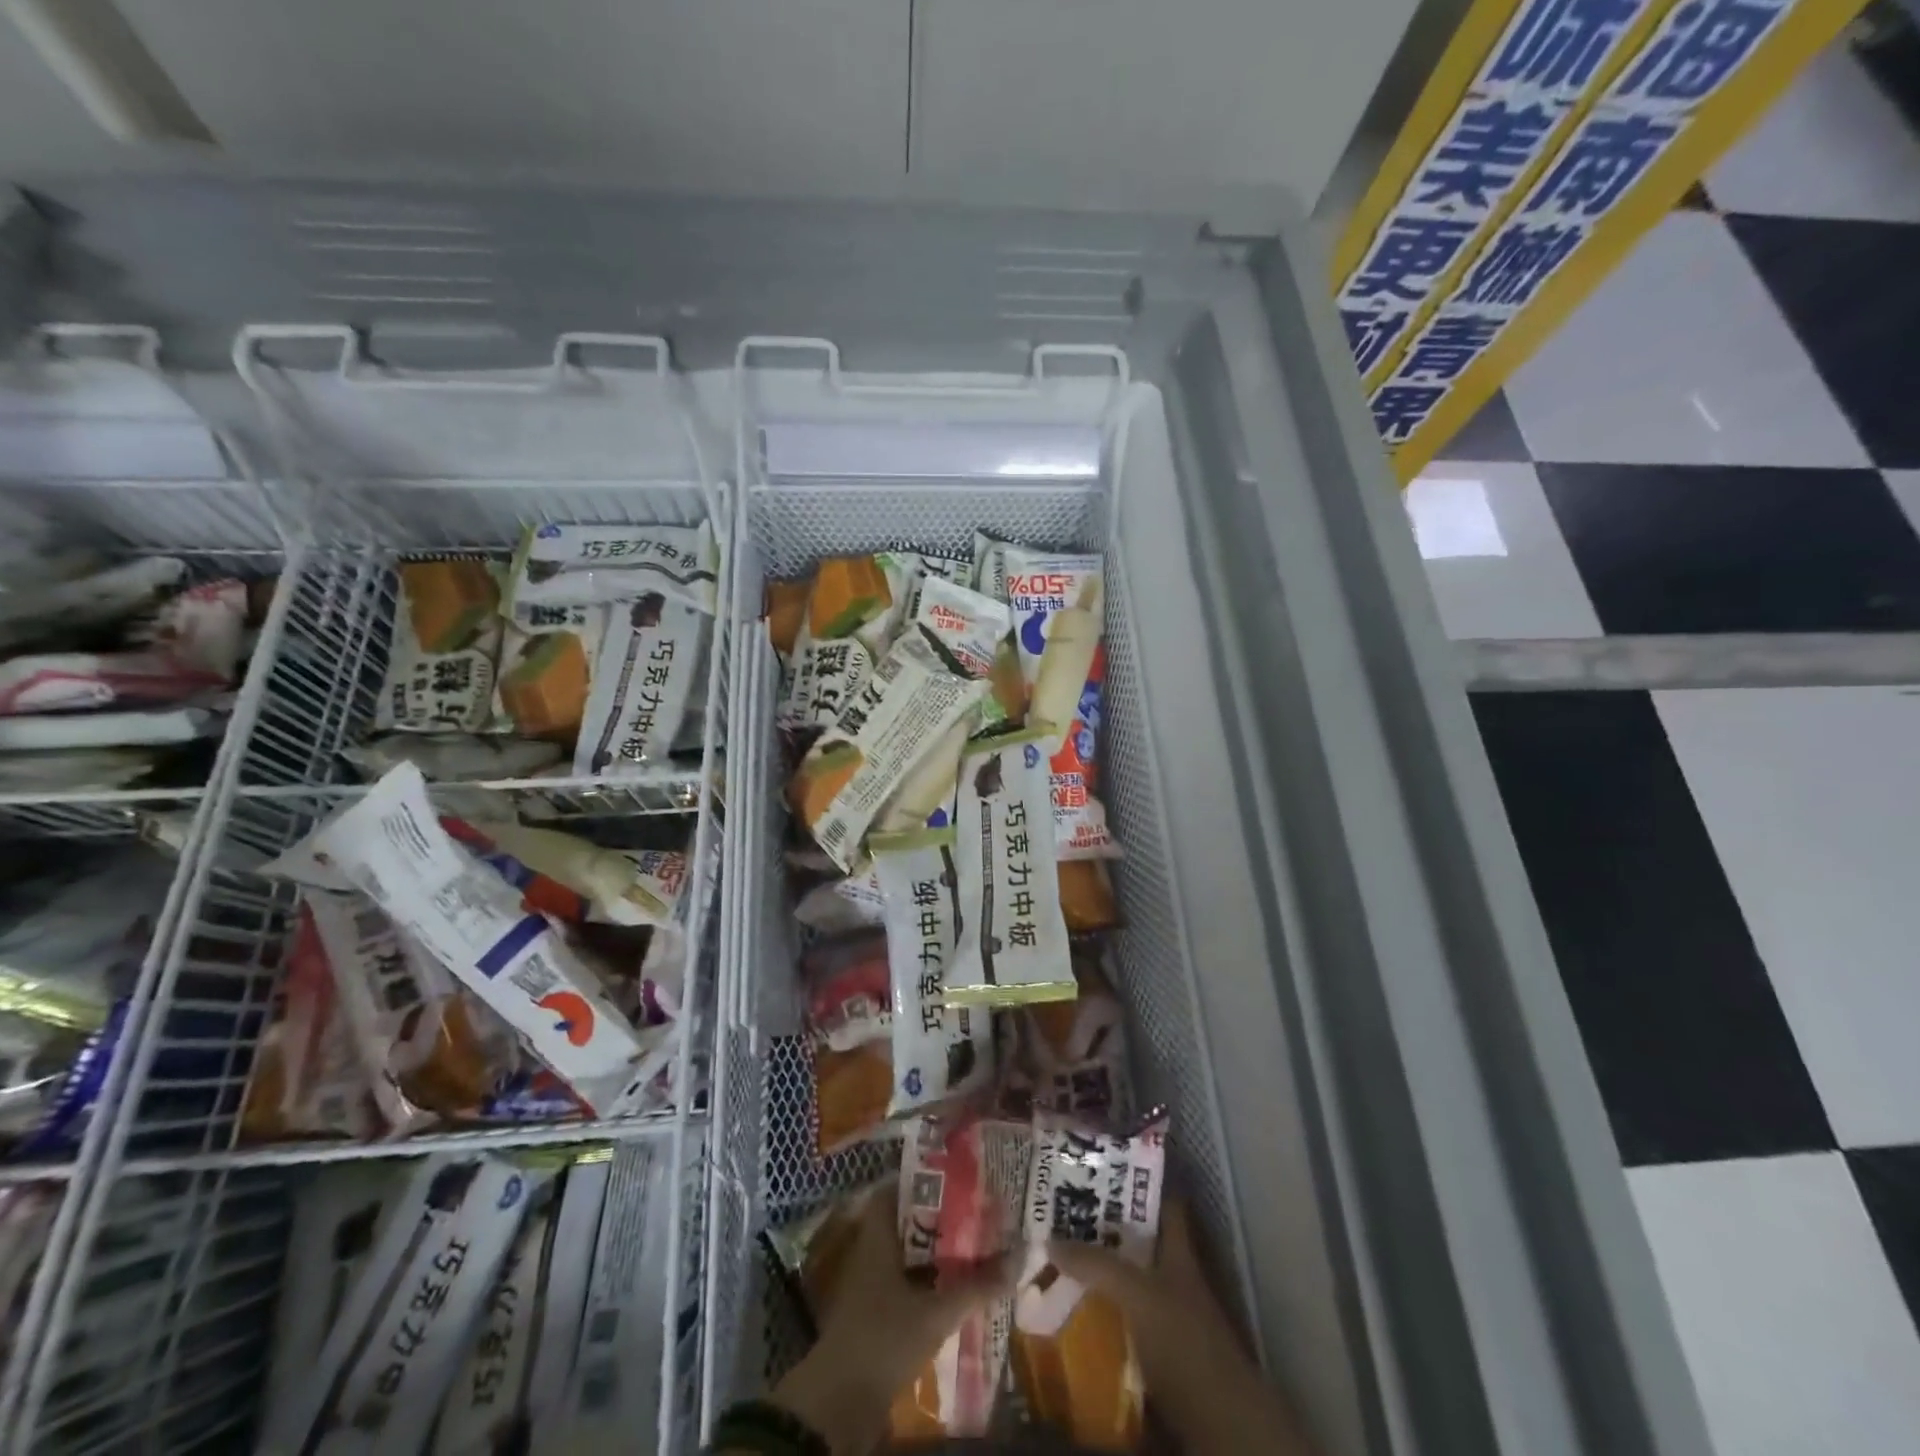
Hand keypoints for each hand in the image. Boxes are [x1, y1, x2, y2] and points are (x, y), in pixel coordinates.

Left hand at [769, 1187, 1014, 1455]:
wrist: (841, 1401)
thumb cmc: (884, 1337)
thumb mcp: (936, 1312)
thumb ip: (977, 1287)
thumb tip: (1020, 1257)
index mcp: (877, 1236)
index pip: (895, 1190)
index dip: (923, 1181)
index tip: (955, 1177)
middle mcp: (871, 1252)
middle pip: (905, 1223)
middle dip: (937, 1218)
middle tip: (974, 1210)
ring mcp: (869, 1284)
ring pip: (906, 1255)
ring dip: (934, 1252)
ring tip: (972, 1245)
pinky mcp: (874, 1314)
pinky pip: (904, 1283)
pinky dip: (926, 1281)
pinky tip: (953, 1287)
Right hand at [1047, 1202, 1318, 1455]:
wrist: (1219, 1425)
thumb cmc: (1184, 1342)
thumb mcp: (1138, 1294)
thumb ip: (1096, 1264)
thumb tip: (1050, 1239)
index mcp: (1178, 1251)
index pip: (1164, 1201)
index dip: (1140, 1180)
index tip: (1103, 1163)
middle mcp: (1174, 1277)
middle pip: (1139, 1241)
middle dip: (1104, 1228)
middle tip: (1062, 1212)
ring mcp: (1168, 1316)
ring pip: (1128, 1281)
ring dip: (1098, 1273)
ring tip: (1056, 1259)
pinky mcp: (1158, 1353)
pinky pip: (1123, 1321)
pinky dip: (1100, 1314)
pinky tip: (1071, 1312)